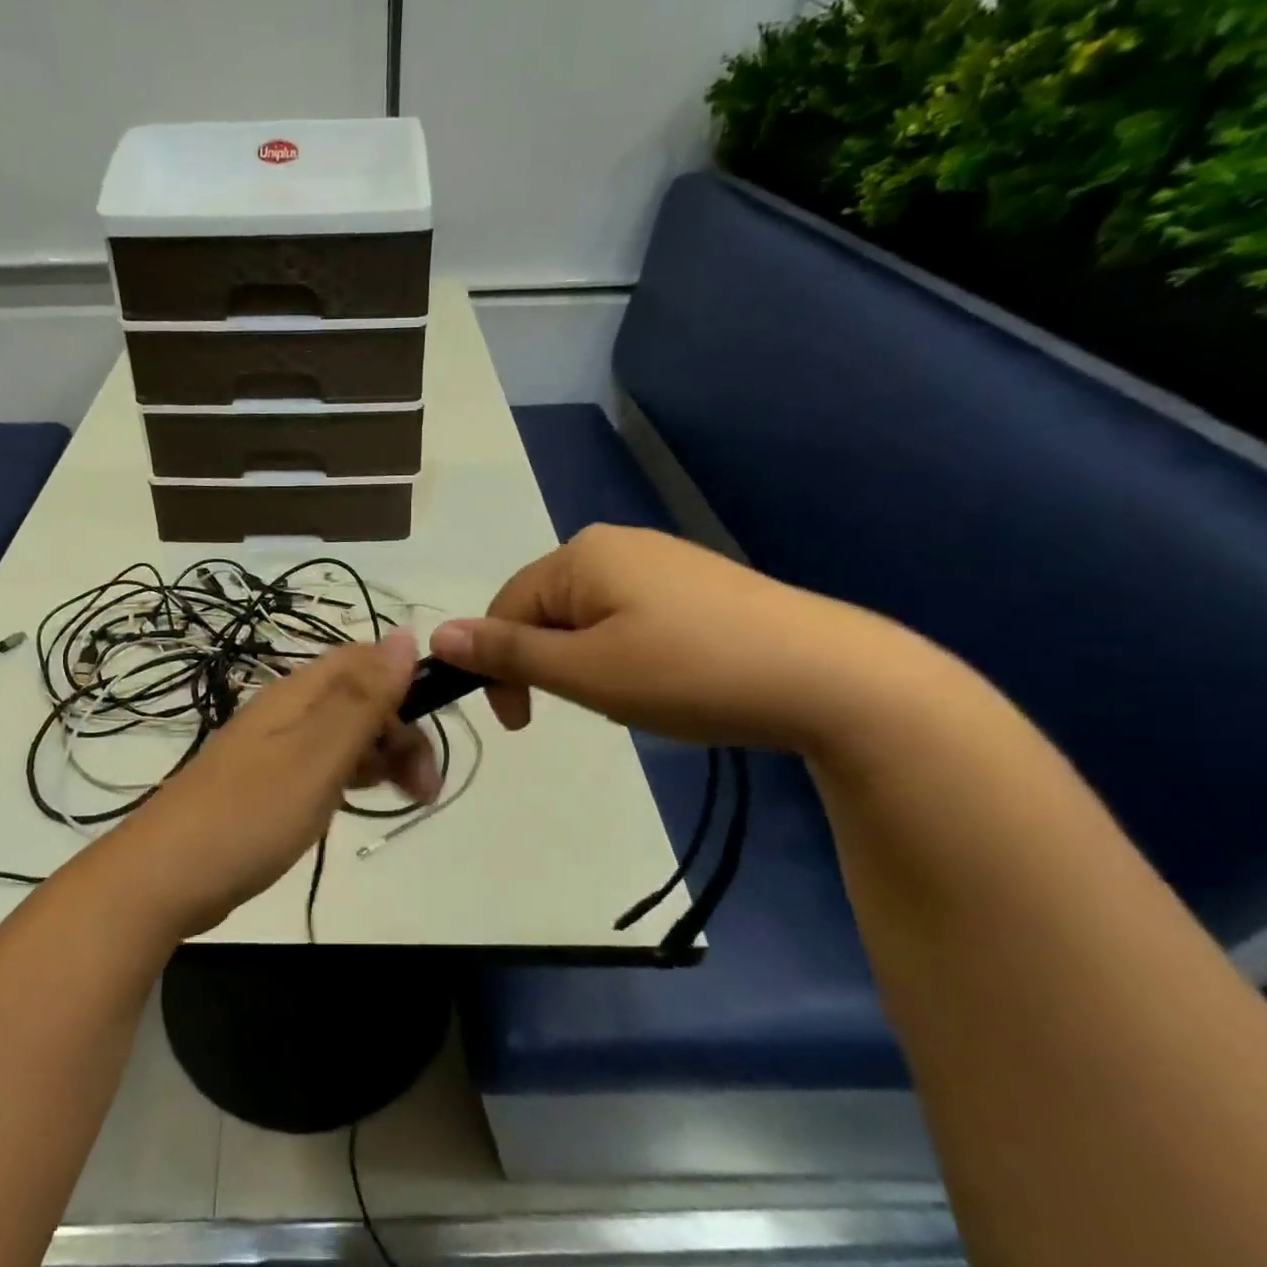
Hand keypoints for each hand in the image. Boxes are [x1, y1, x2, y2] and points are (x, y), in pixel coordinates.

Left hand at [112, 630, 439, 937]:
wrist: (163, 879)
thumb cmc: (249, 816)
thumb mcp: (316, 755)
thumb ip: (362, 698)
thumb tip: (405, 634)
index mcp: (298, 693)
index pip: (366, 661)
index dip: (406, 686)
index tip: (433, 734)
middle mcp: (287, 711)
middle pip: (359, 698)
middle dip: (400, 733)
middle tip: (425, 791)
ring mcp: (274, 749)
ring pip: (343, 734)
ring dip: (381, 758)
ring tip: (405, 801)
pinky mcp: (267, 784)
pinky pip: (322, 766)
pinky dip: (351, 778)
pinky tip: (359, 804)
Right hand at [428, 524, 919, 752]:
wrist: (830, 677)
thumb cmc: (688, 672)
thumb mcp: (585, 671)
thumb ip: (507, 653)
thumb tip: (436, 635)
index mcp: (580, 554)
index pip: (505, 608)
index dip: (498, 667)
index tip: (521, 723)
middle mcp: (616, 544)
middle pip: (545, 609)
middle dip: (549, 664)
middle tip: (588, 709)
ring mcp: (661, 560)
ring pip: (587, 617)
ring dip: (586, 663)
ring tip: (632, 698)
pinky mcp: (696, 584)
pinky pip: (629, 617)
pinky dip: (625, 654)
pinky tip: (665, 680)